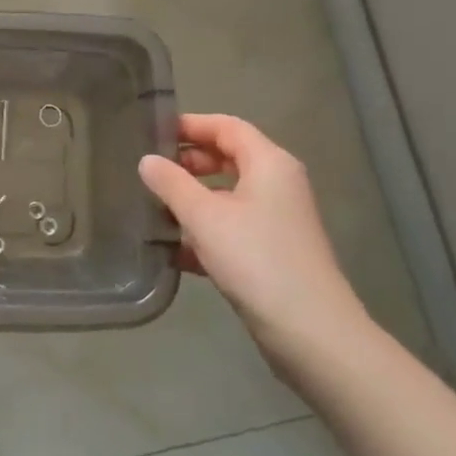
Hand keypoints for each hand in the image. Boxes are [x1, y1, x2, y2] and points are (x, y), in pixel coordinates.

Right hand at [139, 114, 373, 373]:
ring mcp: (276, 220)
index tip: (152, 133)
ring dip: (191, 198)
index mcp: (269, 164)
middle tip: (150, 172)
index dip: (190, 125)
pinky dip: (203, 230)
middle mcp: (277, 184)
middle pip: (228, 157)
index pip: (227, 126)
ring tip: (153, 208)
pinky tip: (172, 248)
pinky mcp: (271, 251)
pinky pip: (231, 226)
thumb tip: (147, 161)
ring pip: (227, 195)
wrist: (309, 331)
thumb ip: (171, 184)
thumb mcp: (203, 216)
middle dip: (188, 162)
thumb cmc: (256, 259)